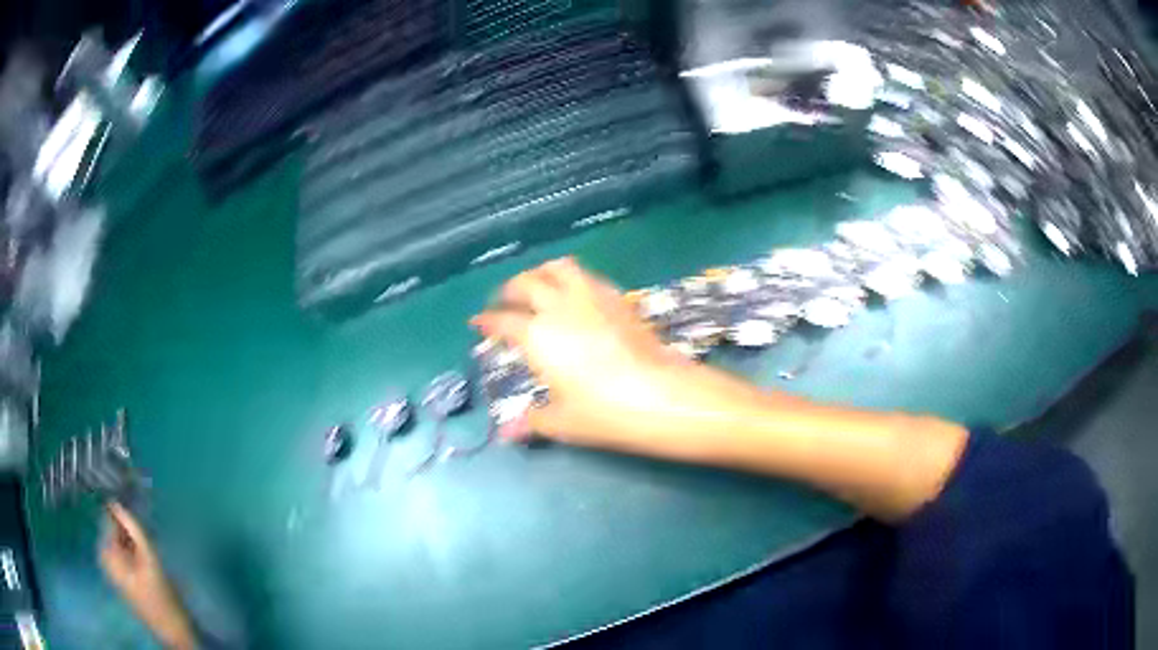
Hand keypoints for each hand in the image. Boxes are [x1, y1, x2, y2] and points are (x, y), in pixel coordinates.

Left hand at [100, 503, 195, 649]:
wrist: (177, 636)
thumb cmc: (162, 600)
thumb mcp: (151, 561)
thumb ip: (134, 528)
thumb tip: (119, 495)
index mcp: (106, 552)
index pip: (108, 514)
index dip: (118, 497)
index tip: (130, 480)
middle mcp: (106, 556)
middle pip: (115, 524)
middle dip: (128, 514)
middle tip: (143, 500)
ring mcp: (117, 567)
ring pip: (124, 535)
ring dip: (135, 526)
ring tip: (149, 518)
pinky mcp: (129, 573)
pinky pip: (129, 546)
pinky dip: (138, 539)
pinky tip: (150, 537)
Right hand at [473, 258, 754, 448]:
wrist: (662, 395)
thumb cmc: (605, 411)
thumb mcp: (562, 421)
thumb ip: (531, 422)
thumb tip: (506, 434)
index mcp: (537, 335)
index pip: (503, 320)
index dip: (488, 321)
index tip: (479, 323)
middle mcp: (560, 307)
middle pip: (526, 283)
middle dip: (510, 289)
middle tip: (505, 302)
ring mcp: (592, 297)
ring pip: (559, 268)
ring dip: (541, 273)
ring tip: (538, 286)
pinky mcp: (619, 298)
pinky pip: (588, 276)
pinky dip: (573, 278)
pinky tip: (577, 295)